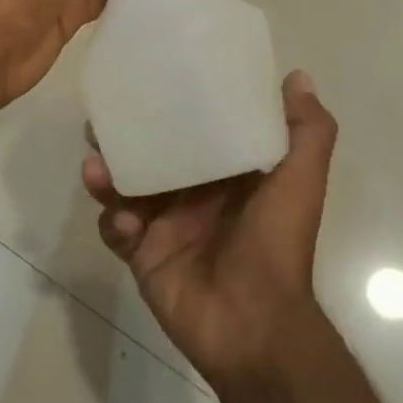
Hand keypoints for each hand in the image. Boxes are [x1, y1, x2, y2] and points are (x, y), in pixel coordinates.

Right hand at [83, 71, 337, 387]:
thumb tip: (298, 76)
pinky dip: (113, 222)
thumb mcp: (300, 183)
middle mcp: (192, 196)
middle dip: (123, 140)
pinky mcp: (143, 255)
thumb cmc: (277, 245)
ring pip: (124, 189)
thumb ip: (307, 132)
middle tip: (99, 126)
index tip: (148, 84)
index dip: (169, 109)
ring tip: (95, 169)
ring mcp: (164, 226)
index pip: (192, 133)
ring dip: (106, 176)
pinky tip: (125, 223)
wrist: (254, 326)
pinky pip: (115, 230)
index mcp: (226, 177)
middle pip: (149, 157)